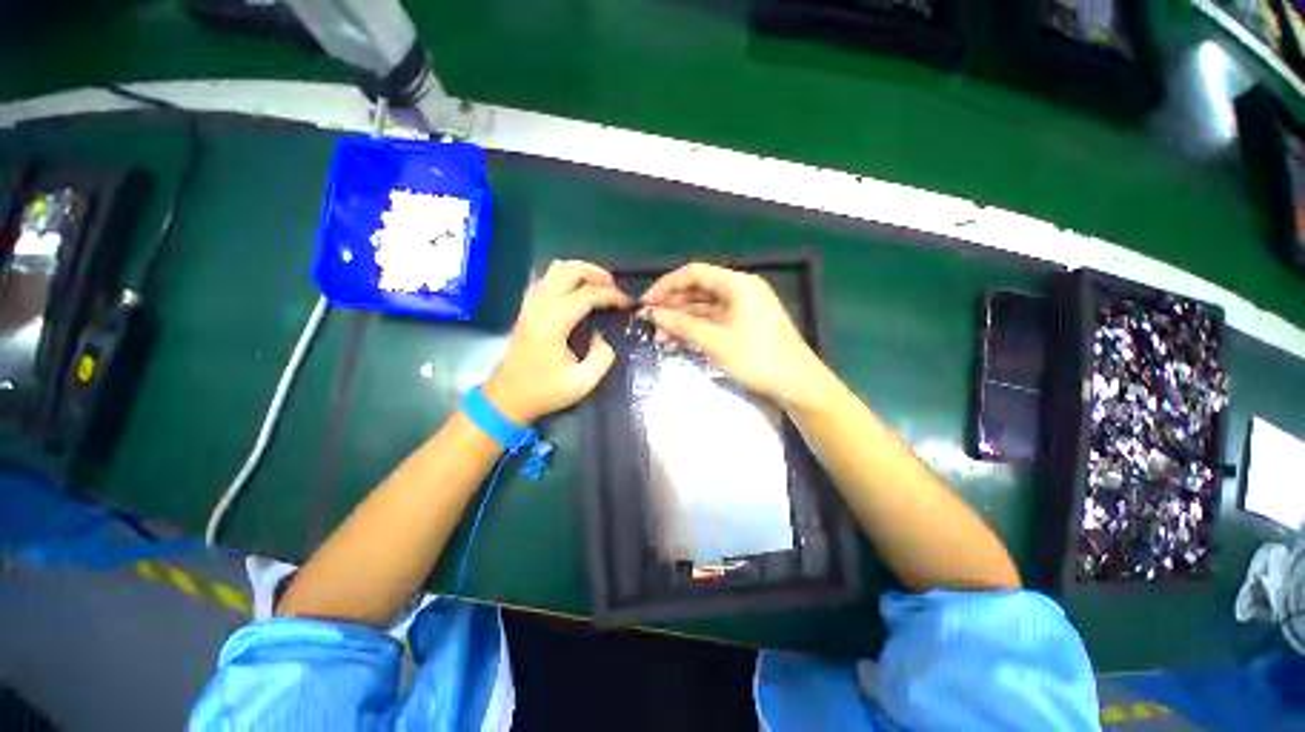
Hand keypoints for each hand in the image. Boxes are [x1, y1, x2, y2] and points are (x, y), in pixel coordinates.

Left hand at [484, 260, 629, 423]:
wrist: (507, 398)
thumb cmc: (545, 391)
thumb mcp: (583, 382)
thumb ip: (602, 357)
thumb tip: (602, 337)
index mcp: (553, 324)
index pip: (586, 294)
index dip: (611, 295)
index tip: (626, 303)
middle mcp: (540, 307)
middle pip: (568, 269)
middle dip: (596, 273)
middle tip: (614, 287)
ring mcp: (530, 305)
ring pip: (555, 270)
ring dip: (580, 272)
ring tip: (599, 287)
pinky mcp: (527, 309)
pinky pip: (547, 280)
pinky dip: (566, 279)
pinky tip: (577, 294)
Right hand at [641, 262, 829, 408]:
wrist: (796, 383)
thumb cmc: (757, 358)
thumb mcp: (714, 342)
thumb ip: (682, 325)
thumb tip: (654, 314)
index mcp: (737, 283)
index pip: (693, 273)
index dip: (666, 286)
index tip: (647, 303)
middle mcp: (740, 289)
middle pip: (698, 290)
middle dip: (673, 307)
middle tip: (651, 324)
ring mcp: (743, 307)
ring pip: (704, 307)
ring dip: (682, 321)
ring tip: (662, 339)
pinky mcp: (744, 324)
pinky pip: (714, 320)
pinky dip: (697, 329)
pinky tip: (680, 343)